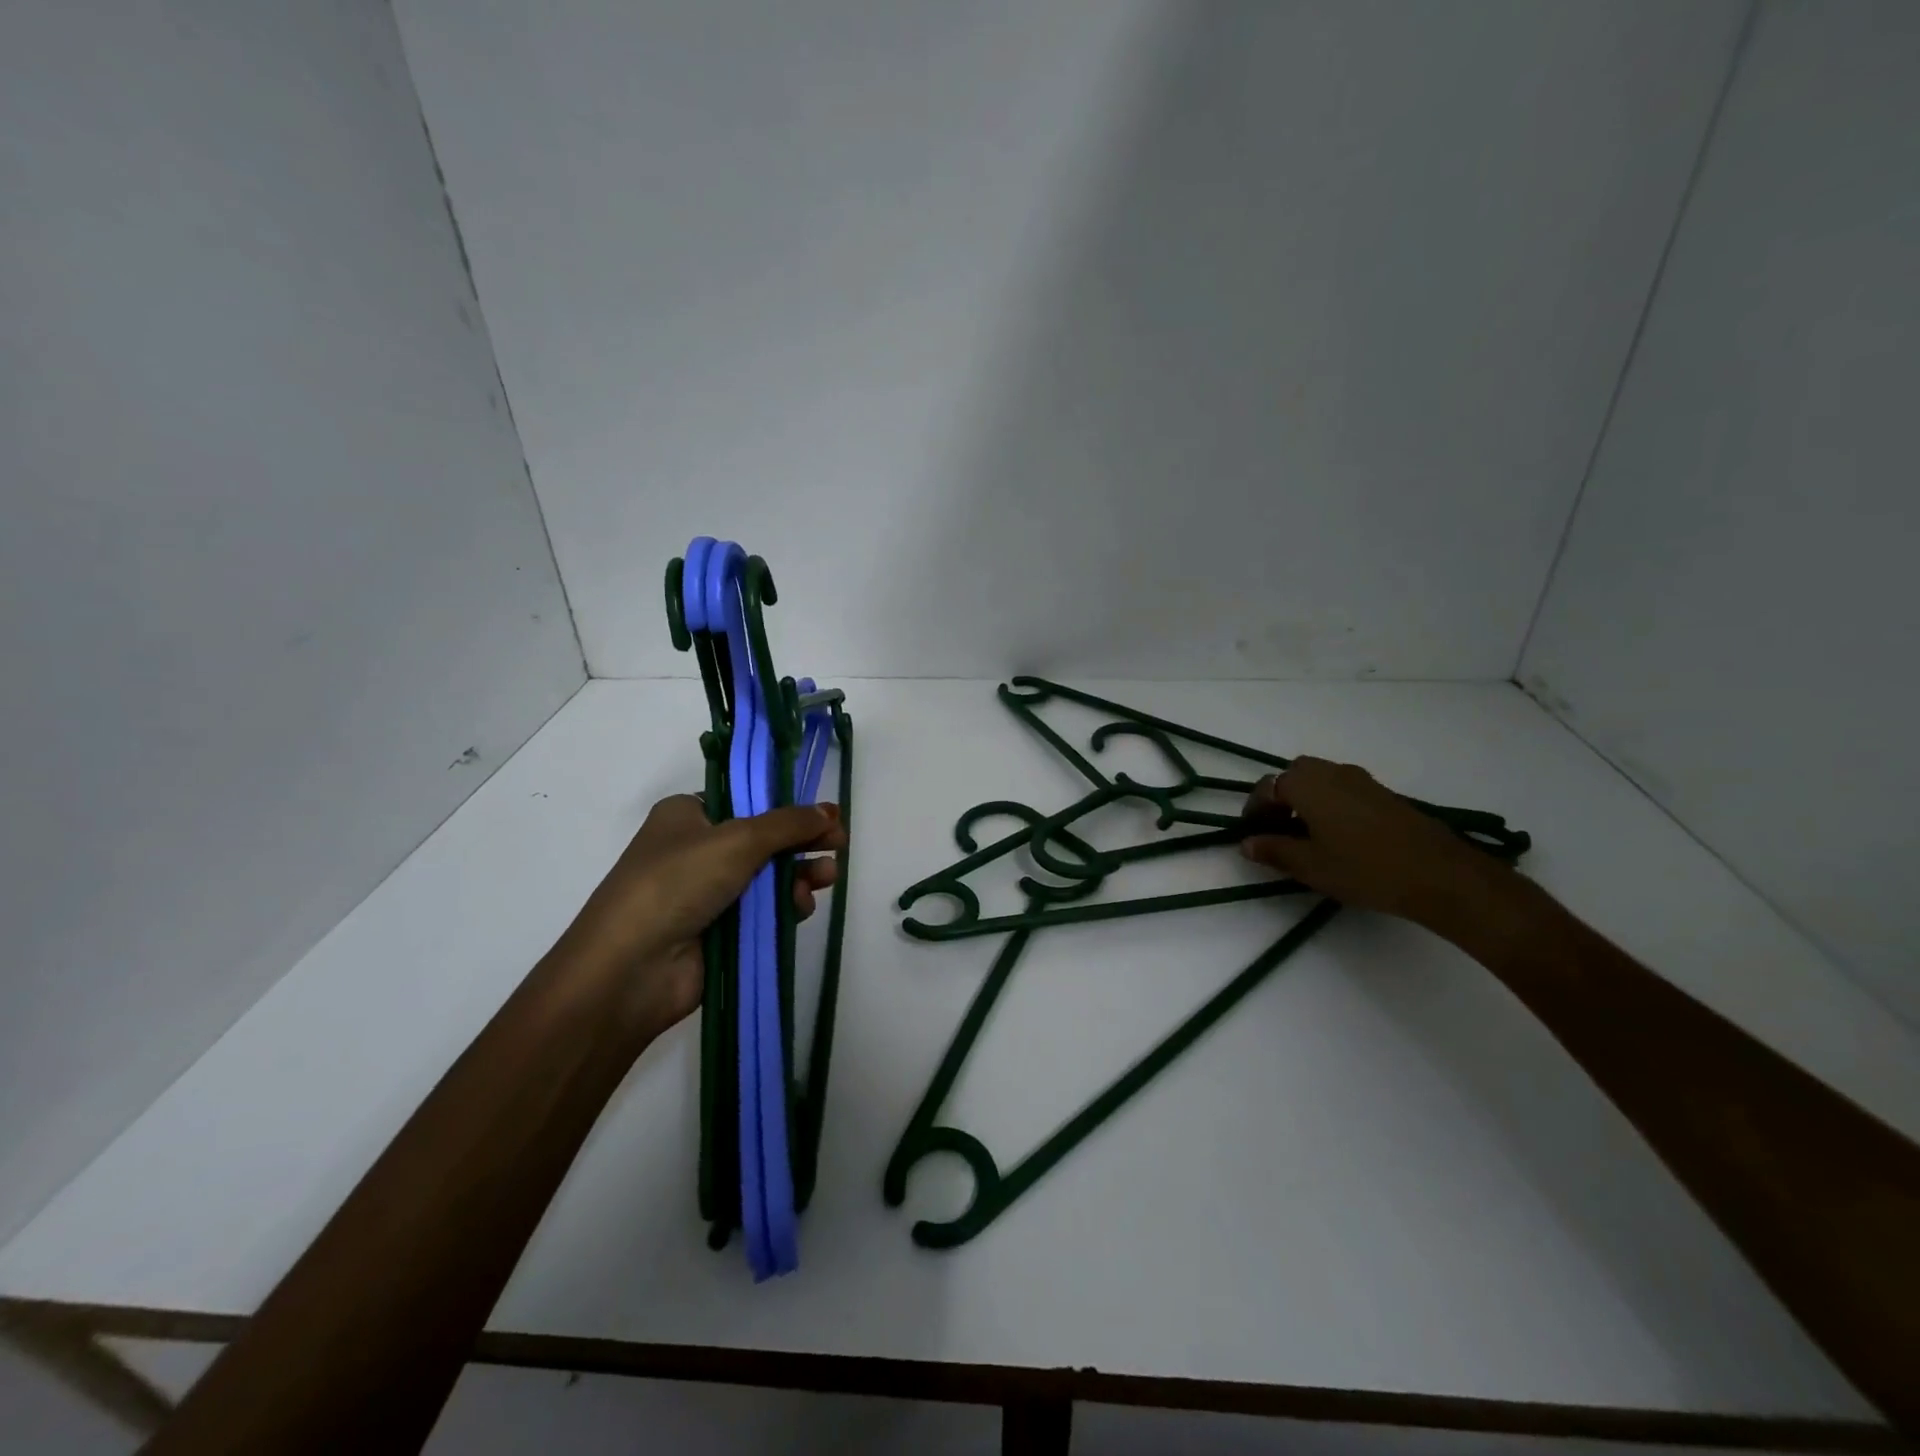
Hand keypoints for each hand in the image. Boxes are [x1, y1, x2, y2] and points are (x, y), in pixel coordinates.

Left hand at [557, 795, 845, 1039]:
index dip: (789, 807)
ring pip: (769, 877)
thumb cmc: (678, 883)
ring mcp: (707, 893)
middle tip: (839, 845)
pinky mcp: (720, 931)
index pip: (747, 800)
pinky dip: (785, 906)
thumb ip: (789, 824)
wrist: (631, 969)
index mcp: (687, 815)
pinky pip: (763, 911)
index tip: (826, 815)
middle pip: (764, 839)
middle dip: (802, 843)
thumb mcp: (738, 839)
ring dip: (799, 875)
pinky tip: (800, 907)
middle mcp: (696, 850)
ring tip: (825, 878)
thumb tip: (830, 810)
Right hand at [1239, 757, 1496, 924]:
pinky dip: (1330, 804)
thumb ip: (1274, 850)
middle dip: (1281, 798)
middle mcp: (1332, 772)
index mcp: (1307, 785)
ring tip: (1307, 835)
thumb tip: (1246, 843)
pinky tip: (1338, 836)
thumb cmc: (1364, 868)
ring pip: (1321, 780)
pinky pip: (1344, 789)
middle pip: (1295, 775)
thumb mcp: (1310, 866)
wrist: (1440, 874)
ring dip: (1307, 800)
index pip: (1267, 787)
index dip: (1254, 810)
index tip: (1252, 835)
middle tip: (1278, 830)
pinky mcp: (1385, 794)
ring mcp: (1362, 781)